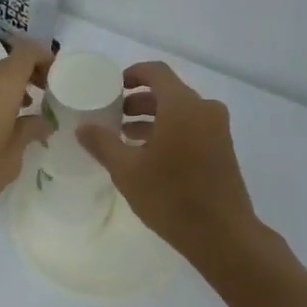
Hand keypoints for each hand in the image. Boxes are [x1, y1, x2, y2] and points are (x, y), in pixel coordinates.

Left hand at [0, 38, 52, 230]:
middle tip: (45, 97)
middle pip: (8, 63)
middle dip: (29, 75)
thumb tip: (43, 122)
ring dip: (8, 88)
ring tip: (21, 114)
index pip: (27, 52)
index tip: (58, 78)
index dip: (46, 57)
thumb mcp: (9, 160)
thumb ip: (29, 133)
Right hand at [76, 62, 259, 257]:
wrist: (223, 235)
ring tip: (126, 137)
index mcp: (182, 105)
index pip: (156, 72)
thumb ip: (103, 143)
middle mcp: (204, 109)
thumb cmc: (171, 197)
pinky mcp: (223, 148)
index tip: (112, 87)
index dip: (132, 74)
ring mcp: (217, 129)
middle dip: (139, 100)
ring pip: (180, 111)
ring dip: (153, 118)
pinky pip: (192, 126)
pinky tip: (149, 155)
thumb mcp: (127, 170)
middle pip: (168, 91)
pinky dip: (170, 130)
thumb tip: (83, 127)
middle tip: (113, 116)